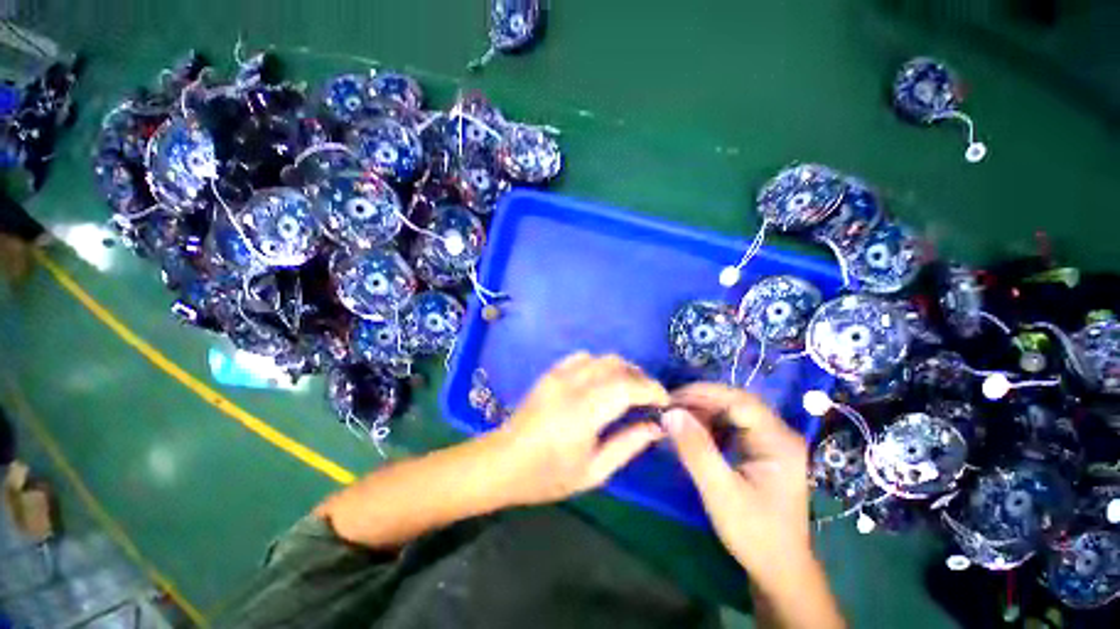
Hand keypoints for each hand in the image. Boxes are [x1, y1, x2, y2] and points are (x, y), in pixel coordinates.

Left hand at [490, 352, 670, 505]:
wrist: (503, 462)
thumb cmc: (547, 476)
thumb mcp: (593, 472)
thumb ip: (628, 445)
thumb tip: (655, 426)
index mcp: (583, 413)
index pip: (627, 387)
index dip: (652, 389)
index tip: (665, 401)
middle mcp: (571, 386)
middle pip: (616, 365)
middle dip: (639, 377)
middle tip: (648, 398)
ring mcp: (558, 375)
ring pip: (601, 358)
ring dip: (621, 369)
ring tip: (628, 389)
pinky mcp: (550, 373)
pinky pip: (582, 357)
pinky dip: (599, 365)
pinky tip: (601, 382)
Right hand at [663, 384, 810, 576]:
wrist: (779, 568)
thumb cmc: (754, 532)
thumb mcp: (721, 492)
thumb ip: (696, 450)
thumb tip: (671, 412)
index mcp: (778, 441)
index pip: (738, 400)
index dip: (703, 394)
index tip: (672, 399)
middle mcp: (779, 434)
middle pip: (736, 403)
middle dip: (700, 402)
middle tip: (670, 408)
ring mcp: (771, 442)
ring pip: (732, 412)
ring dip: (703, 412)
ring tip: (678, 419)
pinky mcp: (761, 450)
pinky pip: (732, 426)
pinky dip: (709, 425)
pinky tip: (694, 434)